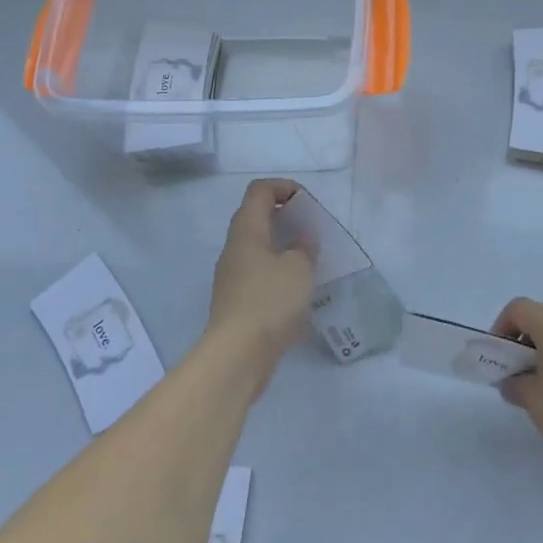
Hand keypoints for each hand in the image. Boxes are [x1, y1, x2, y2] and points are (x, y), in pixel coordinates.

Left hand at [207, 179, 315, 374]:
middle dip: (284, 215)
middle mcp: (234, 248)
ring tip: (309, 258)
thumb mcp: (299, 269)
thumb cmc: (270, 302)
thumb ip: (304, 246)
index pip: (259, 190)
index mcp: (246, 231)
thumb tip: (303, 236)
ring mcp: (232, 275)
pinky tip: (297, 288)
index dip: (284, 186)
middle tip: (311, 228)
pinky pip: (258, 271)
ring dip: (282, 245)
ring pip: (257, 246)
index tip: (307, 202)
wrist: (237, 355)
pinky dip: (277, 269)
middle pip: (255, 216)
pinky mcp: (236, 300)